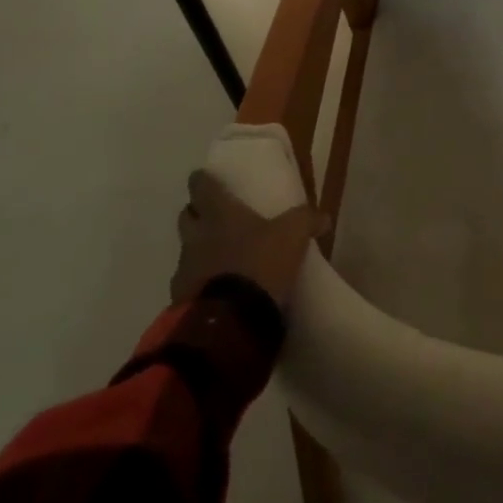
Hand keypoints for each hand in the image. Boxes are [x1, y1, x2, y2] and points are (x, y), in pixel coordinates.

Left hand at [171, 170, 329, 309]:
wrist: (229, 323)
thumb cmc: (259, 263)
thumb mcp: (293, 235)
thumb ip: (307, 220)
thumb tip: (323, 217)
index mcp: (218, 212)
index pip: (200, 185)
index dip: (203, 180)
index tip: (210, 179)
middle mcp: (196, 236)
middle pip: (187, 215)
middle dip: (199, 214)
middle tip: (220, 217)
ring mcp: (184, 270)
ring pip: (187, 251)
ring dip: (200, 251)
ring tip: (224, 259)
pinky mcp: (179, 302)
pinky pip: (189, 285)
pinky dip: (201, 284)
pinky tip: (220, 291)